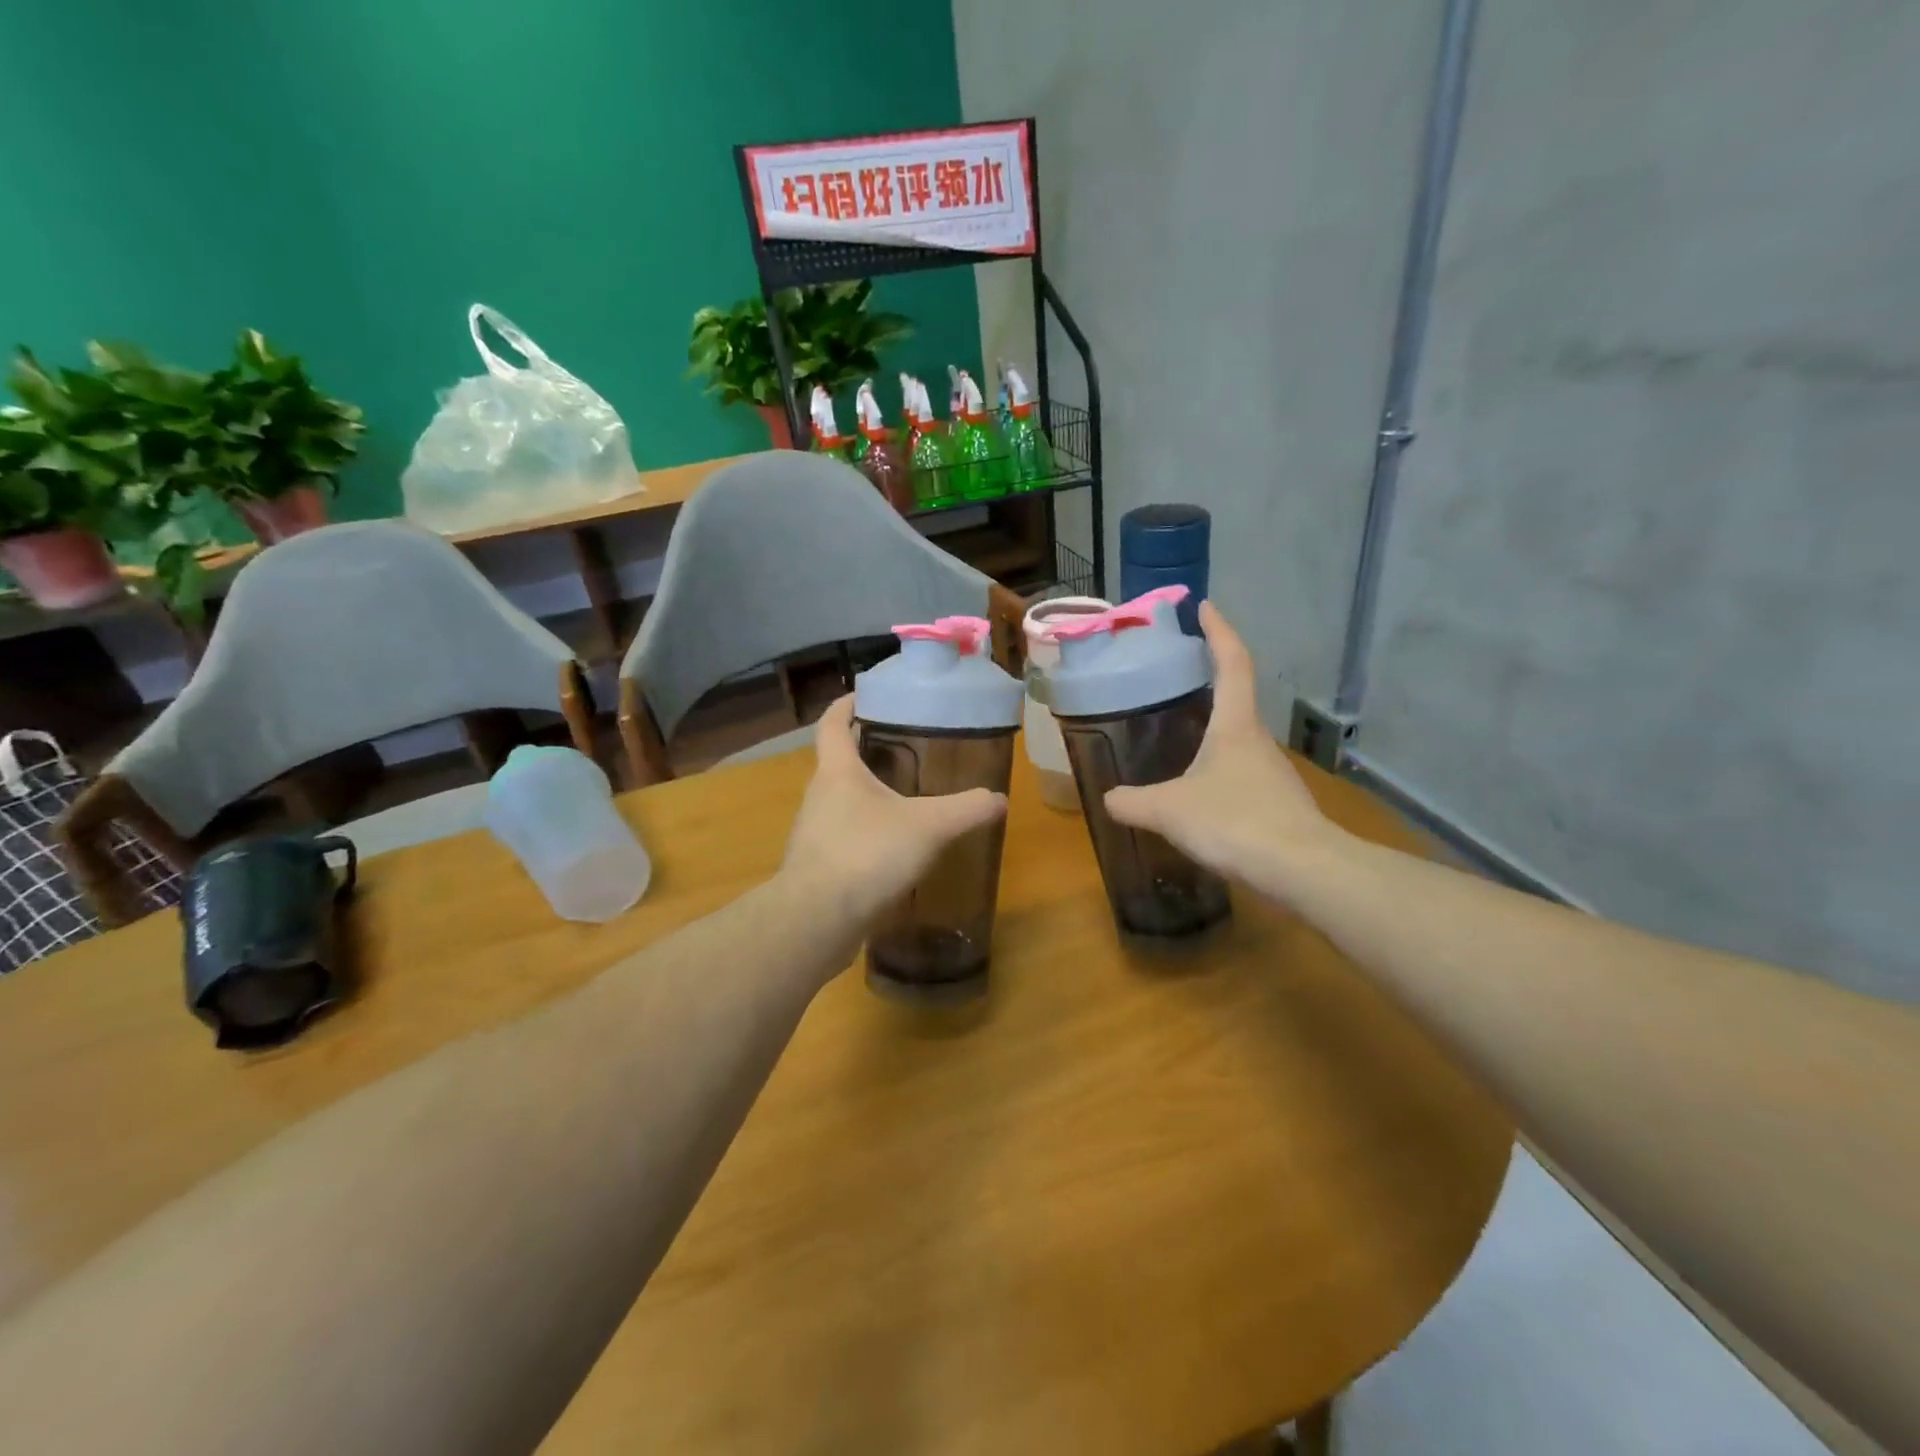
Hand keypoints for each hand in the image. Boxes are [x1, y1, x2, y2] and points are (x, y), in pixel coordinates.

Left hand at [782, 695, 1007, 927]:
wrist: (816, 920)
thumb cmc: (867, 854)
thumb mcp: (928, 827)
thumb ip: (966, 810)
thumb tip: (999, 799)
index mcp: (837, 771)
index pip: (831, 723)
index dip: (846, 704)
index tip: (865, 694)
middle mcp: (819, 795)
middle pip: (838, 761)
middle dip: (865, 750)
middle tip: (904, 747)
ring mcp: (814, 832)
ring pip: (841, 801)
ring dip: (866, 794)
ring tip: (904, 798)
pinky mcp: (817, 866)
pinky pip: (843, 836)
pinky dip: (865, 832)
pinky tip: (892, 848)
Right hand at [1105, 601, 1340, 901]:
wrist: (1304, 871)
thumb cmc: (1235, 823)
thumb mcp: (1169, 811)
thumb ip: (1133, 802)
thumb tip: (1109, 798)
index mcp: (1235, 725)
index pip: (1232, 662)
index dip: (1219, 631)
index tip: (1204, 606)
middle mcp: (1258, 740)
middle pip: (1237, 698)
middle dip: (1210, 680)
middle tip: (1175, 676)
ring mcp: (1273, 773)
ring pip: (1239, 740)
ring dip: (1213, 729)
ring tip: (1178, 735)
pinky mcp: (1279, 804)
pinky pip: (1242, 774)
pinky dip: (1219, 769)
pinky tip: (1200, 793)